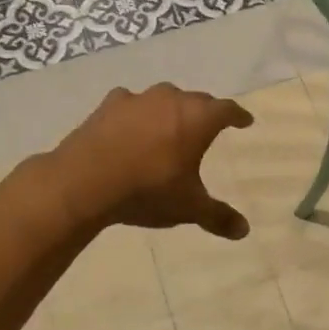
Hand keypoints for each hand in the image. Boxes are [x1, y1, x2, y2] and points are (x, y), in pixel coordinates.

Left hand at [47, 84, 253, 238]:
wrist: (84, 182)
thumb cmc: (147, 190)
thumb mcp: (188, 207)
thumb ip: (218, 216)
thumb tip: (244, 231)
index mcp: (198, 119)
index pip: (227, 110)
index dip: (238, 116)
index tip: (244, 120)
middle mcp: (171, 100)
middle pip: (197, 100)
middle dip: (206, 112)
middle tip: (209, 125)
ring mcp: (138, 99)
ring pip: (164, 98)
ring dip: (171, 110)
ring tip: (171, 125)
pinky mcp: (108, 105)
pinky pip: (131, 104)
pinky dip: (137, 114)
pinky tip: (131, 126)